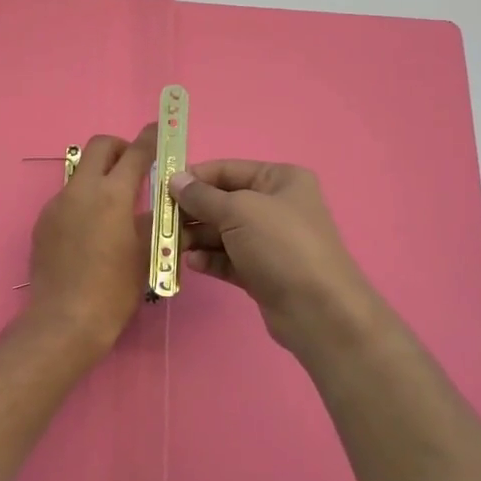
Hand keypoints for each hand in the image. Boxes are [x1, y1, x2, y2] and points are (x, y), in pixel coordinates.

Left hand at [24, 126, 155, 352]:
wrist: (65, 320)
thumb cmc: (115, 290)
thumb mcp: (146, 254)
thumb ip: (155, 220)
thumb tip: (163, 204)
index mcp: (112, 195)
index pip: (136, 152)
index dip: (151, 138)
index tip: (160, 130)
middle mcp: (81, 190)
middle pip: (100, 147)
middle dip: (120, 148)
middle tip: (135, 168)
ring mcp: (56, 204)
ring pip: (81, 173)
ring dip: (100, 177)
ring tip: (115, 208)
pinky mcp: (42, 222)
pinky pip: (67, 198)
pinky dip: (84, 201)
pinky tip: (92, 232)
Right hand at [172, 160, 380, 356]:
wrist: (319, 310)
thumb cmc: (281, 246)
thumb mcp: (238, 211)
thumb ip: (202, 196)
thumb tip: (174, 180)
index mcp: (279, 179)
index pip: (227, 170)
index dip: (194, 178)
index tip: (162, 190)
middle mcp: (276, 206)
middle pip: (222, 202)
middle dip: (191, 212)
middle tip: (161, 224)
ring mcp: (269, 241)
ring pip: (222, 233)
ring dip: (196, 238)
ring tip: (173, 248)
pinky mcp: (262, 271)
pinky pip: (228, 259)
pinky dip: (210, 259)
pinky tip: (193, 265)